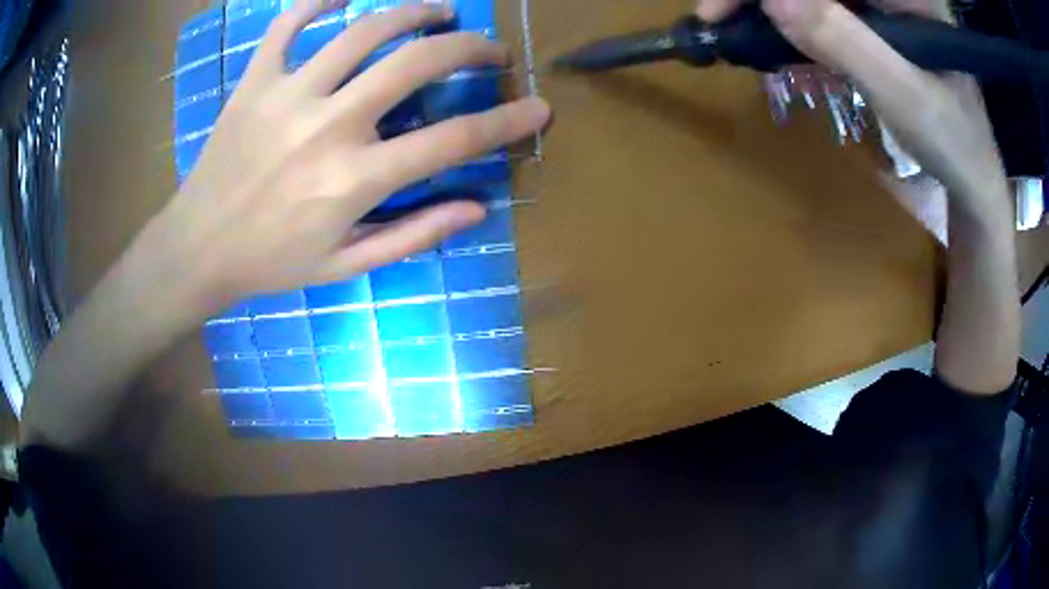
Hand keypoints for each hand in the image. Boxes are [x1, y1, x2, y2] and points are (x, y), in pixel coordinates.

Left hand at [144, 0, 549, 313]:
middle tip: (489, 47)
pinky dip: (320, 0)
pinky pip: (289, 22)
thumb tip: (476, 207)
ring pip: (364, 30)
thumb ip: (413, 235)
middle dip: (469, 47)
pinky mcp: (255, 80)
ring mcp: (287, 95)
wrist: (198, 248)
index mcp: (354, 179)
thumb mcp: (346, 265)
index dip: (506, 121)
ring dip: (414, 12)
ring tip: (440, 12)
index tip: (540, 107)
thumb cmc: (272, 261)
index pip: (452, 140)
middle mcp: (327, 126)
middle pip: (416, 62)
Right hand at [696, 0, 1019, 394]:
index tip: (726, 6)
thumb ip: (847, 42)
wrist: (972, 179)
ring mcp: (881, 4)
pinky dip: (789, 21)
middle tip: (718, 15)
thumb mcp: (908, 98)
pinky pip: (821, 10)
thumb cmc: (955, 146)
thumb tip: (771, 0)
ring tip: (735, 26)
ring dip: (771, 6)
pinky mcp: (871, 21)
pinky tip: (769, 37)